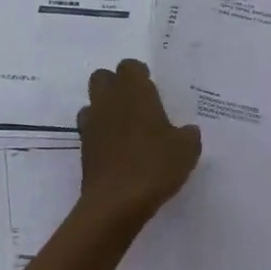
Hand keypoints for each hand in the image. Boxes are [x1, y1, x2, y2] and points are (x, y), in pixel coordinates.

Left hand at [76, 59, 201, 232]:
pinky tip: (118, 152)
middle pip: (102, 78)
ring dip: (106, 110)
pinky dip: (101, 136)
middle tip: (137, 104)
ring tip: (126, 129)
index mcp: (133, 92)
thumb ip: (187, 135)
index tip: (152, 88)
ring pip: (92, 104)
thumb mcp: (186, 150)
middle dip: (116, 85)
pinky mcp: (83, 149)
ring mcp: (91, 125)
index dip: (139, 74)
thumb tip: (187, 131)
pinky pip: (91, 131)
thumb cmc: (154, 165)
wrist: (116, 203)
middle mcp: (108, 101)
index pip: (129, 66)